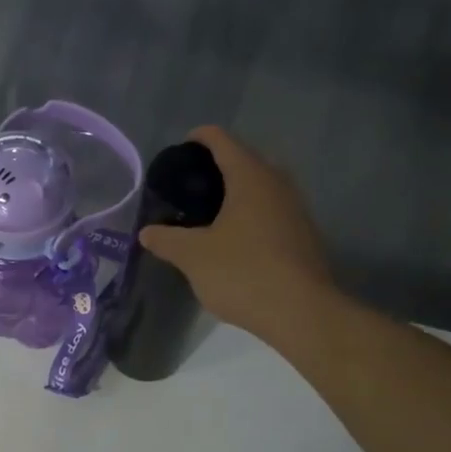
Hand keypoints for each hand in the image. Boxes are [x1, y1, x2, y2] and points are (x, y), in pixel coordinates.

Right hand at [138, 126, 336, 338]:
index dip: (198, 138)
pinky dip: (249, 214)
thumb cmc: (243, 272)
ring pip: (260, 187)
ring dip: (235, 192)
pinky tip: (232, 239)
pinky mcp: (303, 235)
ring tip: (206, 212)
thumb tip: (147, 232)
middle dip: (216, 166)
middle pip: (244, 160)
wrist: (301, 313)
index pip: (221, 140)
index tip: (178, 151)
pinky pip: (270, 211)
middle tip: (187, 186)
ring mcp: (295, 209)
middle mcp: (277, 184)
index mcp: (250, 177)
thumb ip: (166, 239)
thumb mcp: (193, 256)